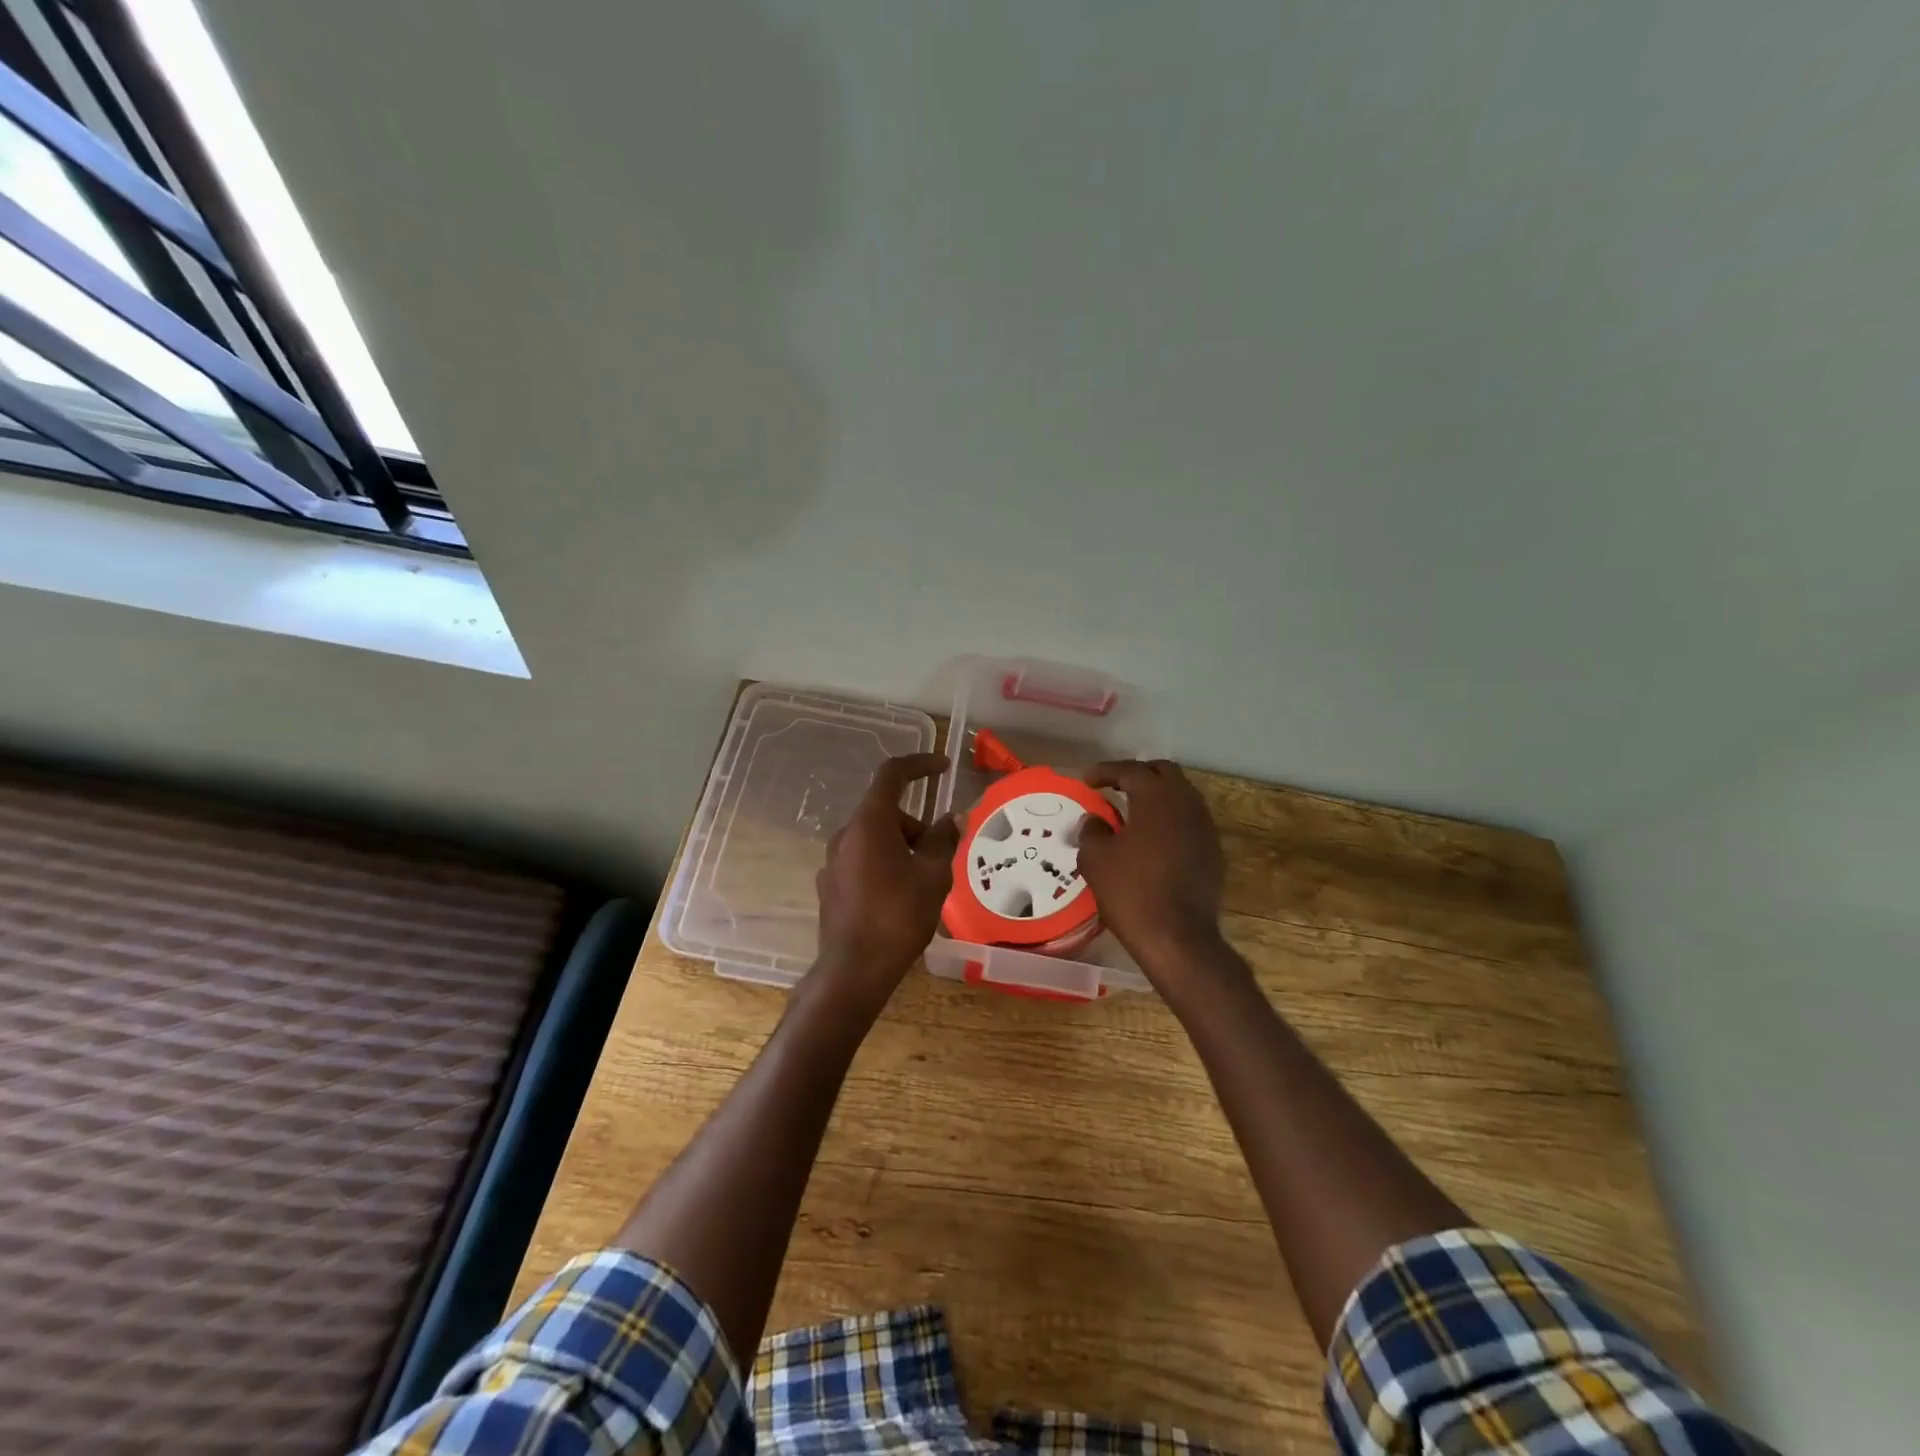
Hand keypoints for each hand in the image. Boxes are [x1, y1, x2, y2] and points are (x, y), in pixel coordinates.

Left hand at [814, 752, 958, 1001]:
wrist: (853, 971)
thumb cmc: (898, 917)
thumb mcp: (932, 875)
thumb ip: (943, 840)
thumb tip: (951, 818)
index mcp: (869, 824)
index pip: (892, 775)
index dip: (920, 765)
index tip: (944, 767)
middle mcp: (845, 835)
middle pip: (886, 812)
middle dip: (917, 826)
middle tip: (940, 855)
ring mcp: (833, 861)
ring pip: (875, 838)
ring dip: (902, 847)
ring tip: (923, 884)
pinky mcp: (830, 886)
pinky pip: (863, 860)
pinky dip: (885, 865)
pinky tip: (899, 899)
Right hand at [1077, 760, 1228, 978]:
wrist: (1178, 938)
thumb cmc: (1132, 892)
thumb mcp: (1096, 859)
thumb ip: (1092, 830)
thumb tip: (1095, 820)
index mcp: (1157, 797)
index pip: (1131, 770)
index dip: (1105, 771)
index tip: (1086, 779)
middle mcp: (1187, 803)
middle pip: (1163, 772)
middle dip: (1137, 774)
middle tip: (1113, 786)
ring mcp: (1205, 827)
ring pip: (1181, 796)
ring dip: (1156, 796)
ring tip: (1131, 811)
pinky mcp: (1213, 851)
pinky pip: (1188, 821)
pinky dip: (1169, 819)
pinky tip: (1151, 838)